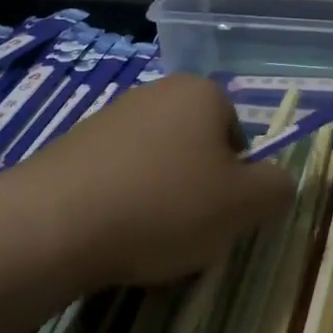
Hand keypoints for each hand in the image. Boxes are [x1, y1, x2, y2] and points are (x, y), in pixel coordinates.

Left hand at [18, 74, 293, 287]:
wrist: (55, 221)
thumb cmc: (164, 205)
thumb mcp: (244, 205)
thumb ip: (277, 188)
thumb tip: (276, 181)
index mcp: (200, 92)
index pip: (240, 138)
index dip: (237, 182)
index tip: (220, 216)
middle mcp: (156, 92)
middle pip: (197, 150)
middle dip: (198, 191)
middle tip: (188, 232)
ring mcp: (111, 116)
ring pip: (158, 167)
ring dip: (161, 201)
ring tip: (146, 241)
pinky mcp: (74, 144)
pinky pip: (118, 178)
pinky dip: (123, 204)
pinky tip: (112, 235)